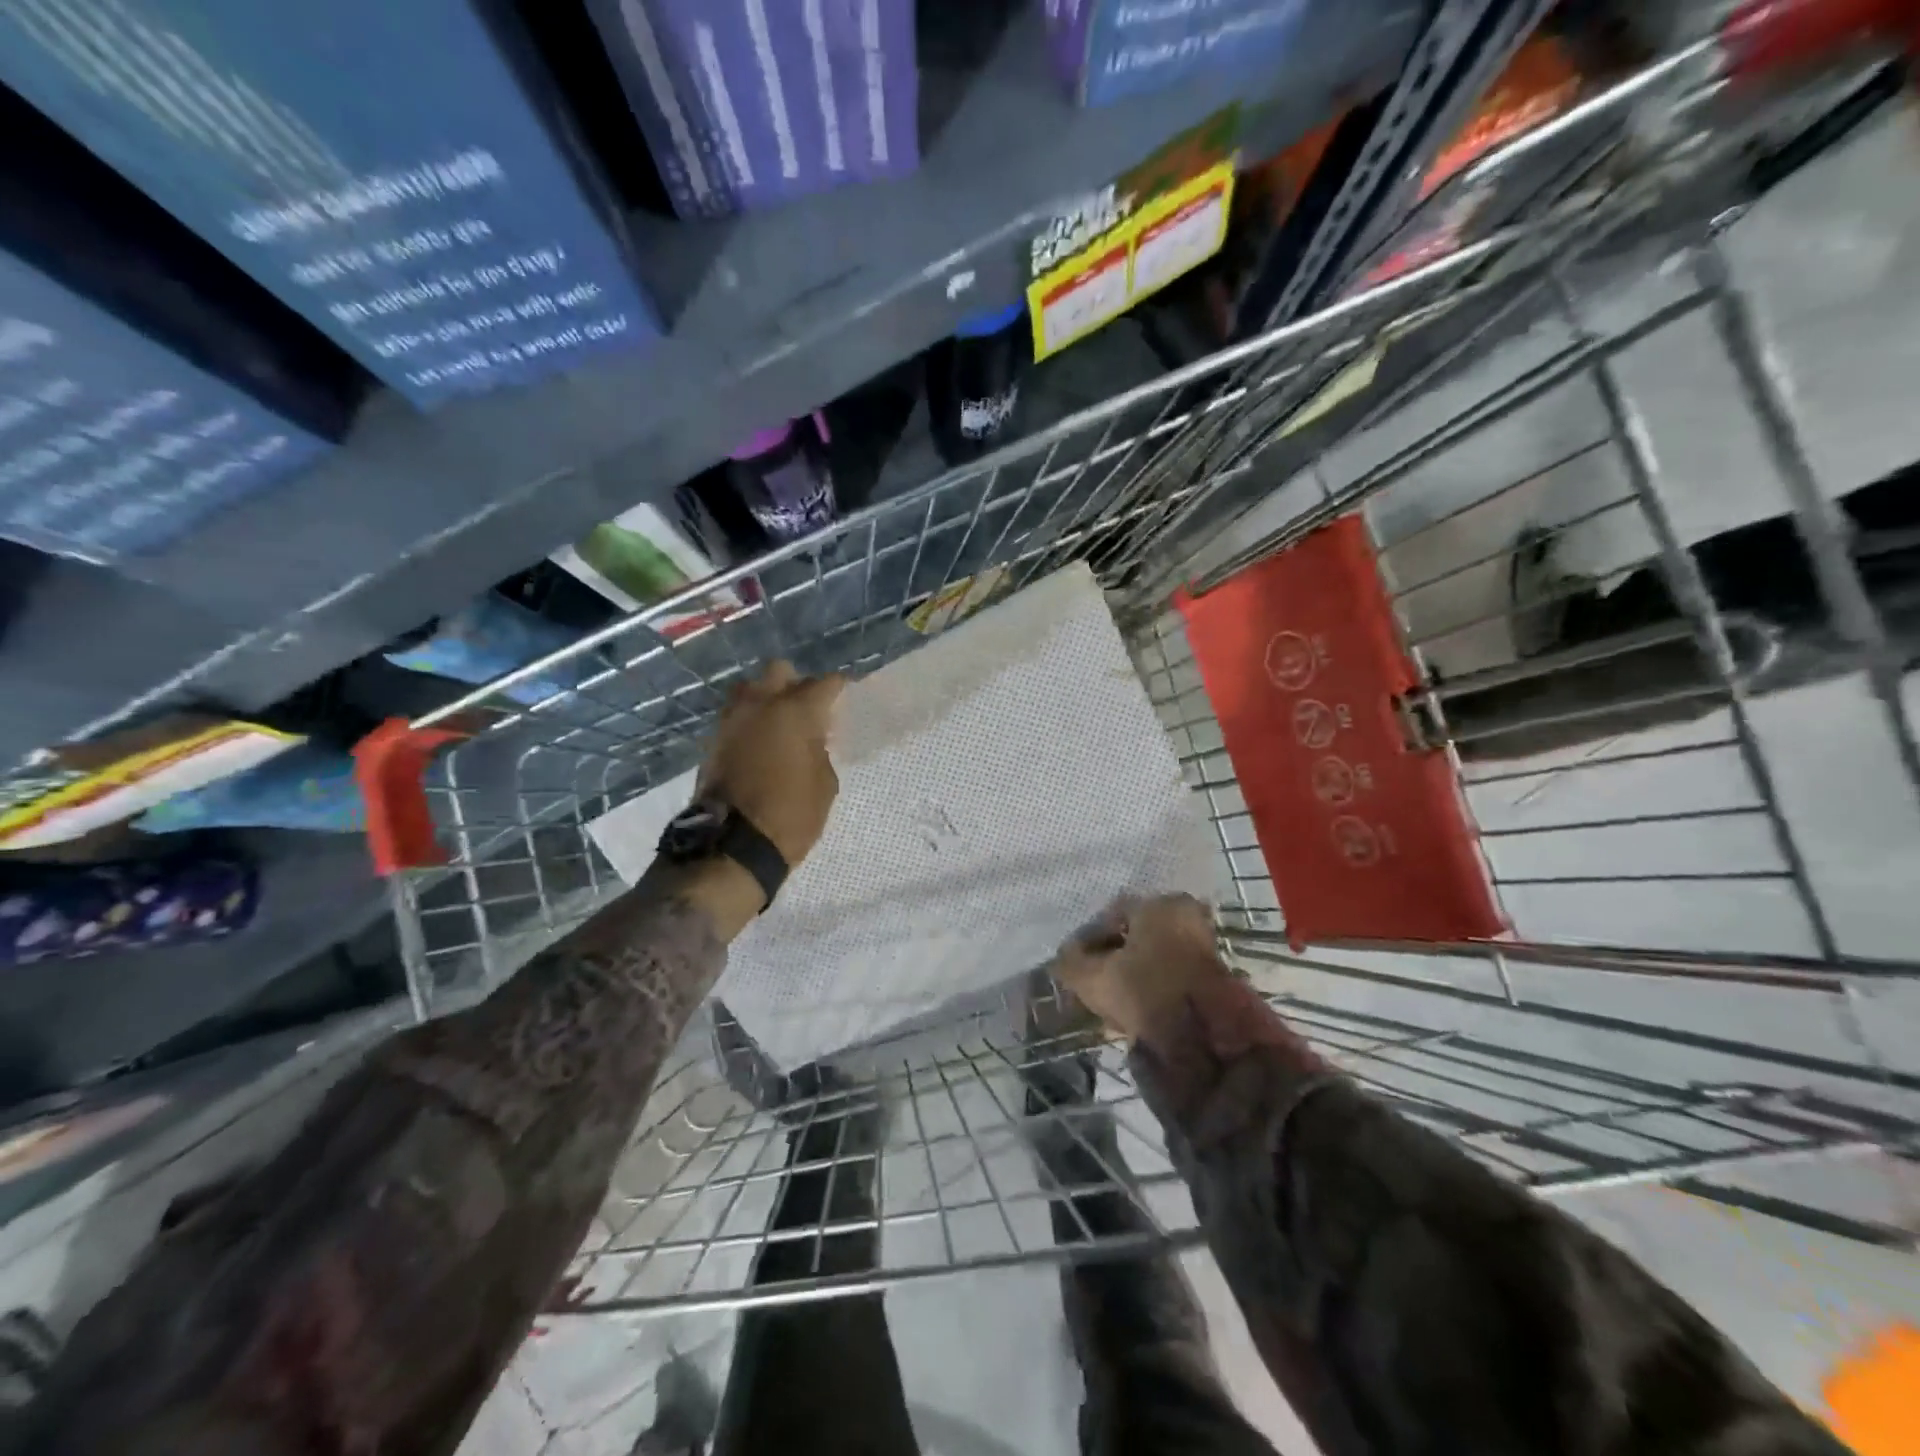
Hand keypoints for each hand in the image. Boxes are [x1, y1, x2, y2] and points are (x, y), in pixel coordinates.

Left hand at [697, 659, 845, 867]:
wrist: (733, 845)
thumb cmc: (791, 815)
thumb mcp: (824, 784)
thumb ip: (819, 750)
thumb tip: (810, 739)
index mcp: (796, 711)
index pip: (825, 683)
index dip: (839, 688)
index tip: (846, 695)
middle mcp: (761, 704)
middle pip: (779, 671)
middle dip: (796, 683)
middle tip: (808, 707)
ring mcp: (732, 720)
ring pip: (750, 689)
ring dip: (766, 698)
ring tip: (780, 723)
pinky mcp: (714, 740)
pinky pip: (736, 716)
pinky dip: (750, 722)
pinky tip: (762, 741)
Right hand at [1050, 893, 1229, 1041]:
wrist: (1208, 1042)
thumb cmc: (1146, 992)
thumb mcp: (1094, 978)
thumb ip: (1071, 963)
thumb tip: (1063, 957)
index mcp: (1160, 904)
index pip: (1111, 914)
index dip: (1087, 939)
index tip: (1074, 963)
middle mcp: (1186, 916)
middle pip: (1134, 935)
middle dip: (1111, 957)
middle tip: (1091, 980)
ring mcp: (1203, 946)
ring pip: (1152, 956)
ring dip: (1130, 974)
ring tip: (1110, 1000)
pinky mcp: (1213, 978)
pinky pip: (1169, 975)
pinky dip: (1151, 987)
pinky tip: (1134, 1009)